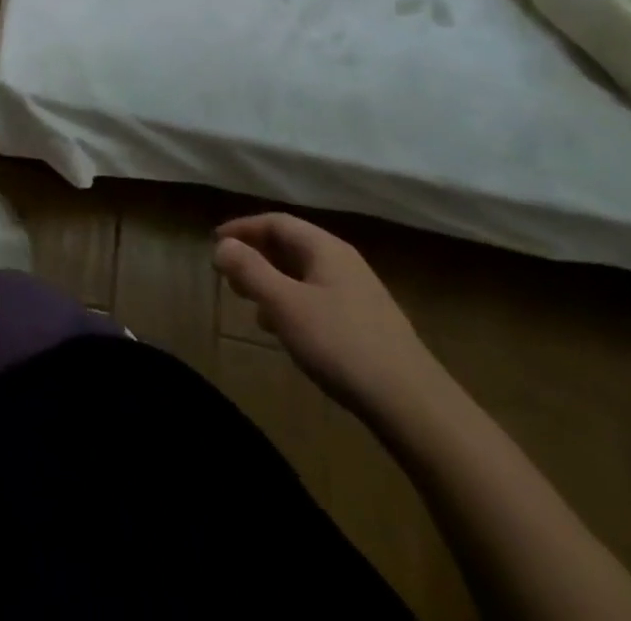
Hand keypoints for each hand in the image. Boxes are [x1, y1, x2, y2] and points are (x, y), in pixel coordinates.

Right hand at [213, 212, 443, 423]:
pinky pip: (317, 299)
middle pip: (290, 246)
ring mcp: (358, 295)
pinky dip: (291, 303)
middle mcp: (343, 263)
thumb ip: (249, 270)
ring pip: (303, 275)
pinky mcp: (366, 326)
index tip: (215, 243)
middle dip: (255, 255)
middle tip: (228, 274)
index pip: (276, 222)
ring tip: (249, 303)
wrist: (415, 408)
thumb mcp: (285, 305)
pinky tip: (285, 331)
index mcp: (325, 249)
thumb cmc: (341, 345)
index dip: (242, 228)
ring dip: (272, 281)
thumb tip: (222, 245)